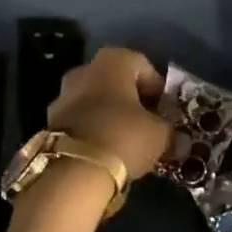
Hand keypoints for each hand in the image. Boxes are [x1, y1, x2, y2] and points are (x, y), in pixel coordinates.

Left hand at [45, 46, 172, 182]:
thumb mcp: (160, 135)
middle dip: (133, 101)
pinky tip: (106, 151)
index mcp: (113, 61)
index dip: (158, 89)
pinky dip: (93, 130)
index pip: (144, 66)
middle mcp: (85, 69)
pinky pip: (81, 120)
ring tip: (127, 142)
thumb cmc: (123, 136)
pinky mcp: (50, 122)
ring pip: (96, 101)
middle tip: (149, 125)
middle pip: (117, 82)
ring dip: (111, 116)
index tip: (166, 112)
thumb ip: (171, 134)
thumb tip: (180, 142)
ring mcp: (63, 94)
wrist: (73, 170)